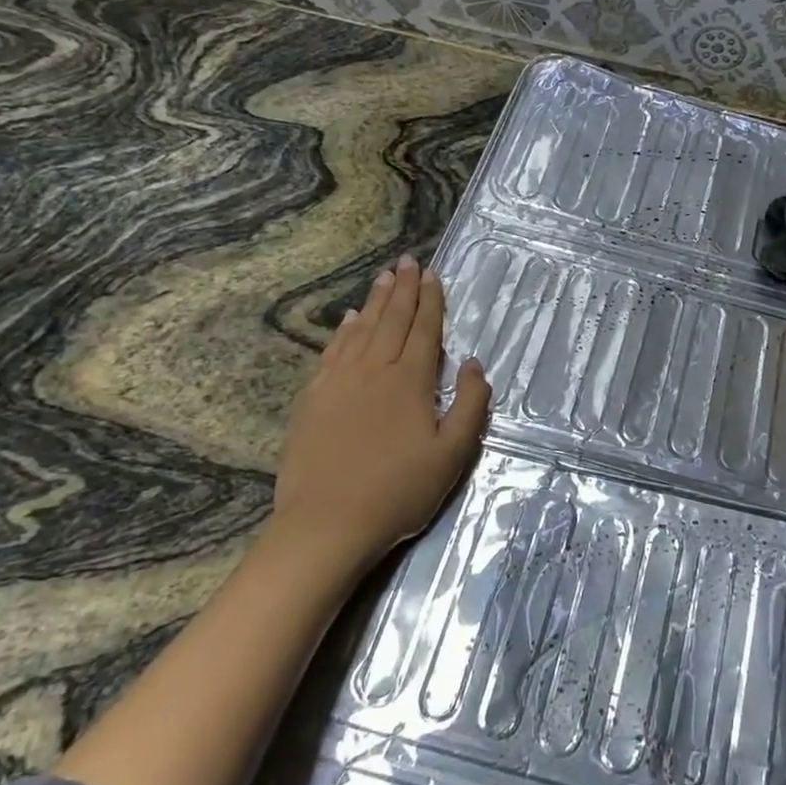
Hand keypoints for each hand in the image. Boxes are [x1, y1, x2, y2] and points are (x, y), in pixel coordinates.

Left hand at [272, 254, 489, 562]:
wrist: (326, 524)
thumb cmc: (398, 491)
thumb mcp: (452, 454)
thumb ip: (470, 405)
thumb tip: (473, 363)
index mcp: (410, 380)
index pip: (424, 329)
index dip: (430, 300)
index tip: (432, 274)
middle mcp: (374, 369)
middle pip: (391, 319)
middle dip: (403, 288)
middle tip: (407, 261)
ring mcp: (338, 381)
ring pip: (360, 329)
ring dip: (375, 301)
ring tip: (383, 277)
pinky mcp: (313, 398)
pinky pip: (332, 351)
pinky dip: (343, 331)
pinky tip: (347, 320)